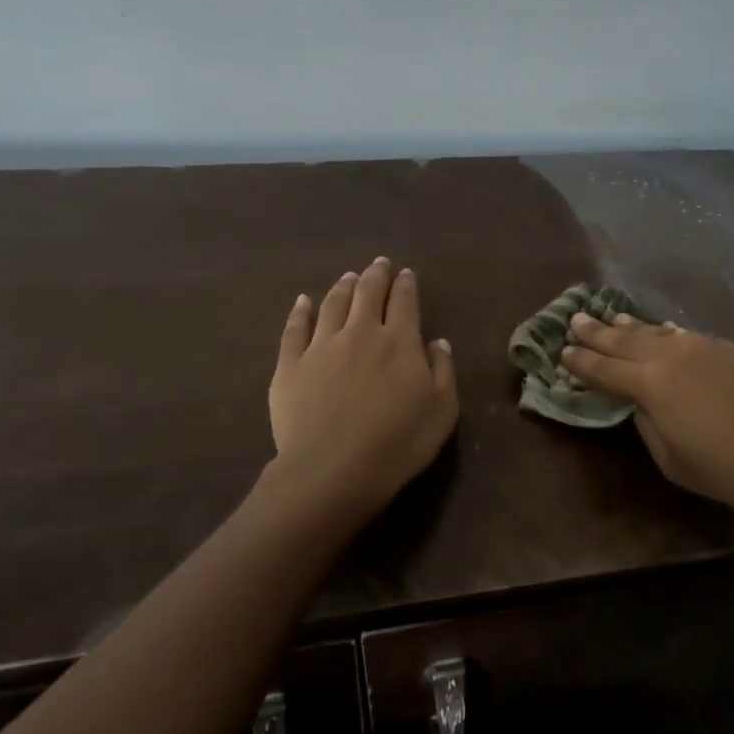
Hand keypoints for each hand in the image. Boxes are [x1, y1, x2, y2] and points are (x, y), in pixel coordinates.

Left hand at [270, 258, 458, 514]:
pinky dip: (300, 311)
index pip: (404, 301)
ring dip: (343, 287)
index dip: (406, 285)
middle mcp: (360, 332)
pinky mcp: (290, 365)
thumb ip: (442, 370)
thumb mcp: (441, 410)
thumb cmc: (398, 443)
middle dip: (375, 275)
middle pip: (367, 293)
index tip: (407, 274)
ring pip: (332, 304)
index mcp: (399, 341)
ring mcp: (321, 346)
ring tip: (349, 277)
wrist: (333, 469)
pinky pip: (294, 328)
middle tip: (379, 264)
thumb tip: (437, 341)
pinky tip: (303, 301)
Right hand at [562, 314, 733, 525]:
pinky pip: (689, 337)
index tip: (561, 352)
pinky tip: (667, 332)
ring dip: (632, 327)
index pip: (603, 369)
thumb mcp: (674, 461)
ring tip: (614, 319)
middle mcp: (674, 354)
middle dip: (598, 332)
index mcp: (651, 382)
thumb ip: (649, 424)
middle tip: (576, 319)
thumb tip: (642, 404)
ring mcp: (707, 346)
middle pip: (626, 340)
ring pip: (659, 332)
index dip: (580, 362)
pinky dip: (669, 334)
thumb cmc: (731, 471)